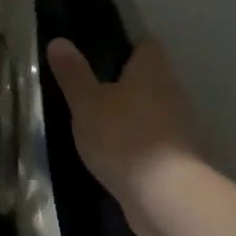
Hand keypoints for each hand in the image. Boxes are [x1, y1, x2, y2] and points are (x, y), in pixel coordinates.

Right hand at [44, 39, 196, 235]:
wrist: (163, 194)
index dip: (125, 48)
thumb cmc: (122, 136)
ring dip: (129, 115)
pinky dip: (134, 141)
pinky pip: (151, 139)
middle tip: (89, 90)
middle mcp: (170, 92)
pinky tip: (111, 151)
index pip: (145, 46)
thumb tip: (58, 41)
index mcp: (151, 71)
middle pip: (149, 78)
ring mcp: (177, 126)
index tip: (99, 56)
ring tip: (96, 122)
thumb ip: (73, 74)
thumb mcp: (86, 103)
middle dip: (124, 83)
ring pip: (150, 110)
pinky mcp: (175, 157)